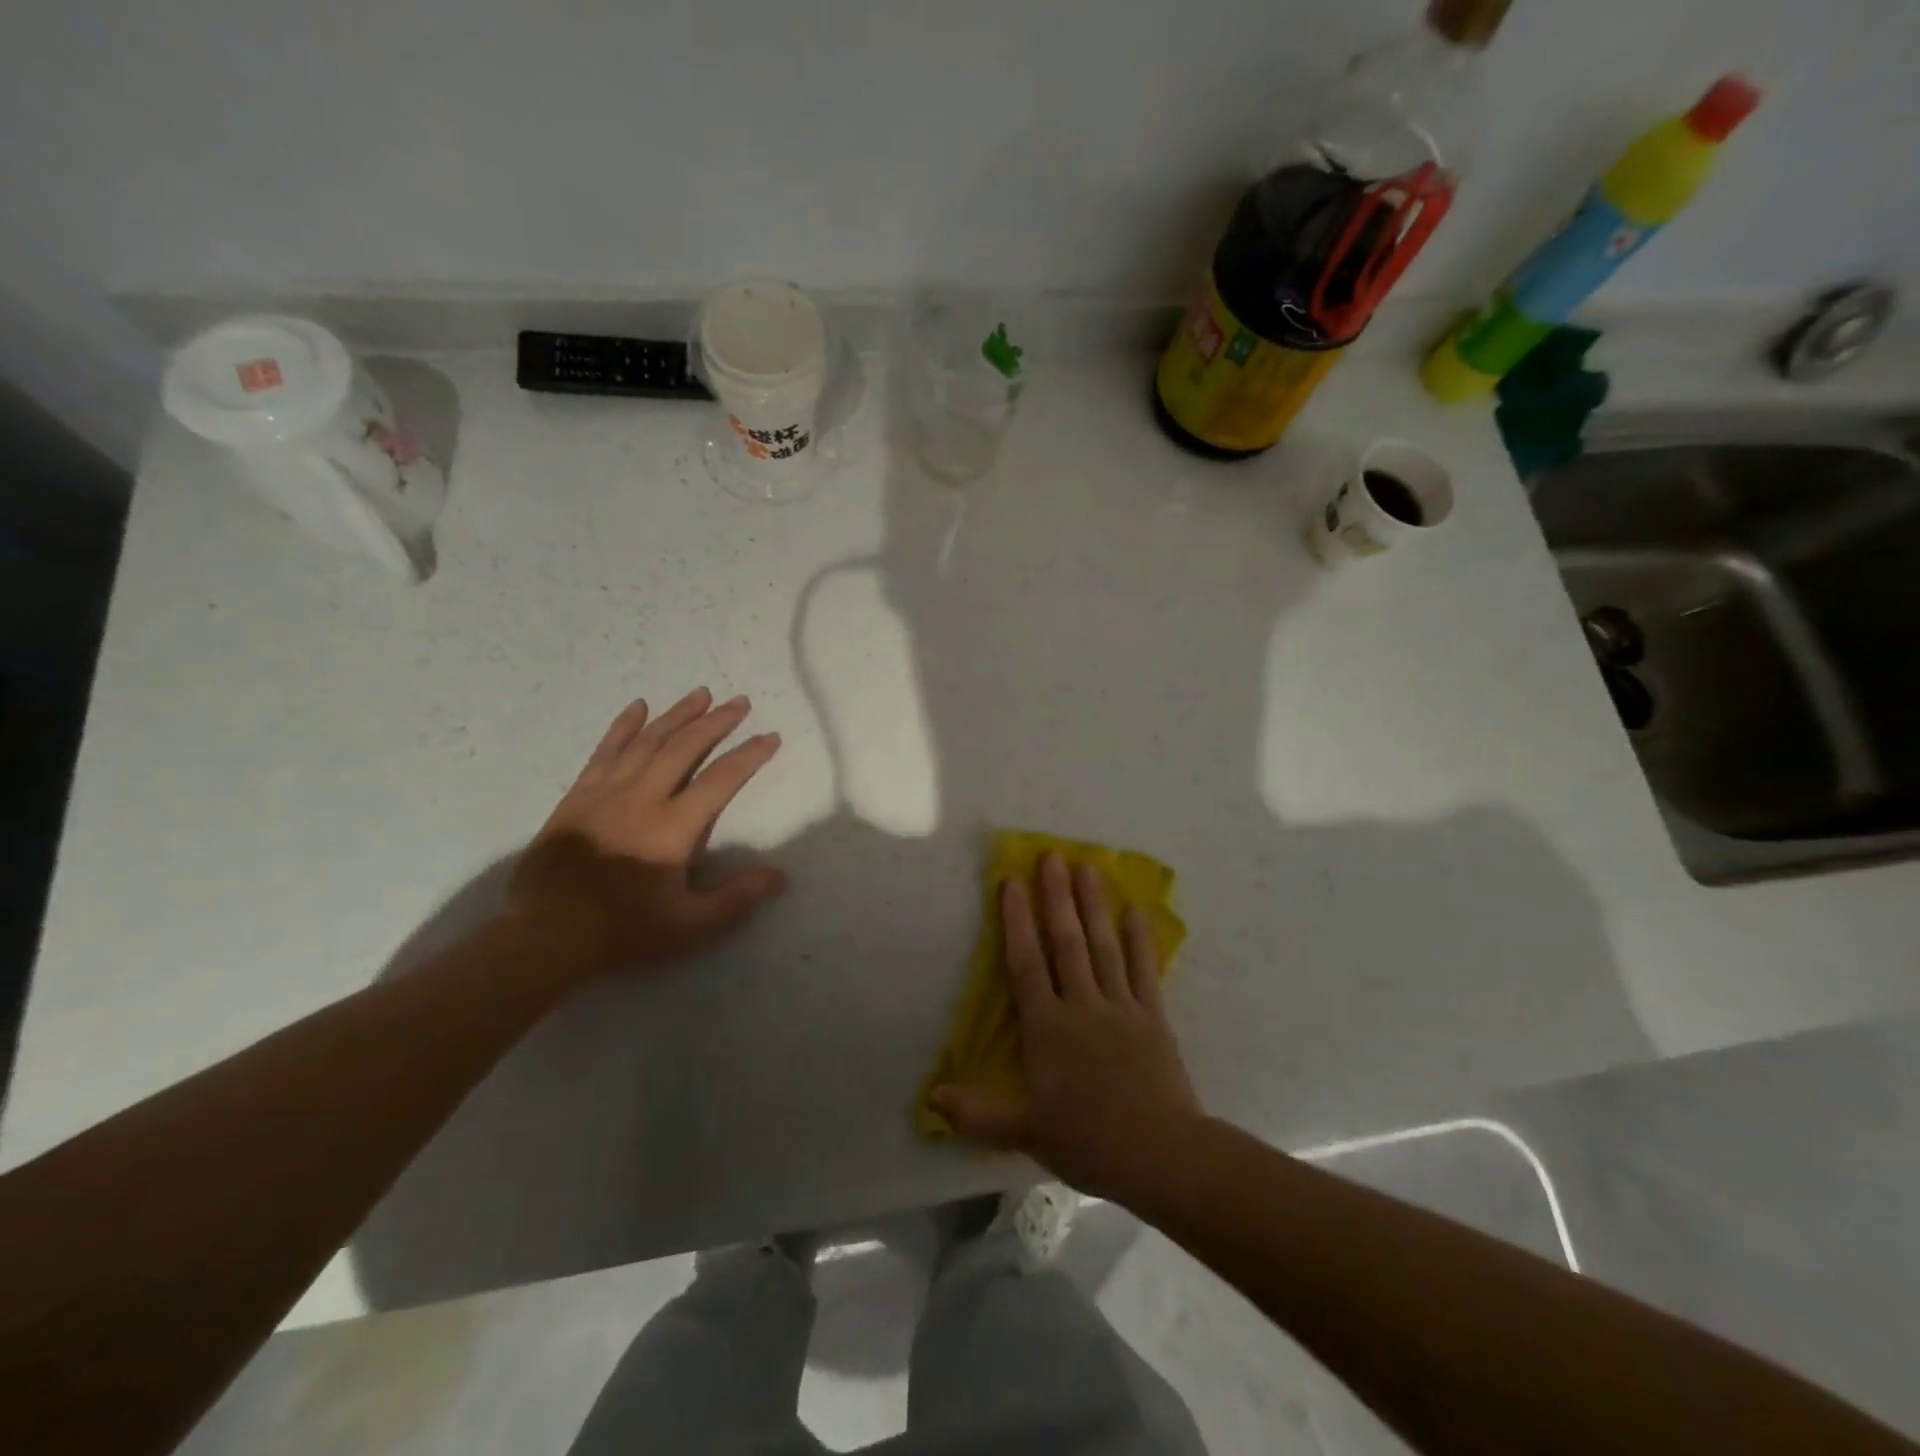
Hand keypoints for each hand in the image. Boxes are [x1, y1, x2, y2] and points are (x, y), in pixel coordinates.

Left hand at [507, 687, 787, 974]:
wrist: (546, 936)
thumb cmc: (624, 932)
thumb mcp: (691, 926)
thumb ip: (737, 898)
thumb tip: (781, 876)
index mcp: (673, 827)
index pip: (721, 779)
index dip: (749, 755)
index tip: (771, 737)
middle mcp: (642, 798)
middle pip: (684, 747)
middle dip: (716, 722)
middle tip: (739, 701)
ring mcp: (606, 793)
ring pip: (647, 741)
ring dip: (676, 715)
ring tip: (700, 693)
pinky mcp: (578, 796)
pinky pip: (605, 751)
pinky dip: (623, 726)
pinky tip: (637, 706)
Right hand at [931, 852, 1203, 1199]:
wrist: (1161, 1155)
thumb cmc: (1089, 1142)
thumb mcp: (1025, 1132)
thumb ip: (977, 1114)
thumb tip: (933, 1097)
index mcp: (1048, 1028)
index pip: (1026, 963)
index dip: (1016, 920)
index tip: (1012, 881)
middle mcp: (1082, 1005)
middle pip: (1066, 942)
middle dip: (1056, 897)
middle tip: (1052, 855)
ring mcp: (1121, 1007)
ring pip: (1104, 946)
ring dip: (1094, 906)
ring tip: (1088, 867)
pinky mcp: (1153, 1017)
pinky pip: (1145, 970)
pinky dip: (1140, 940)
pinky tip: (1136, 911)